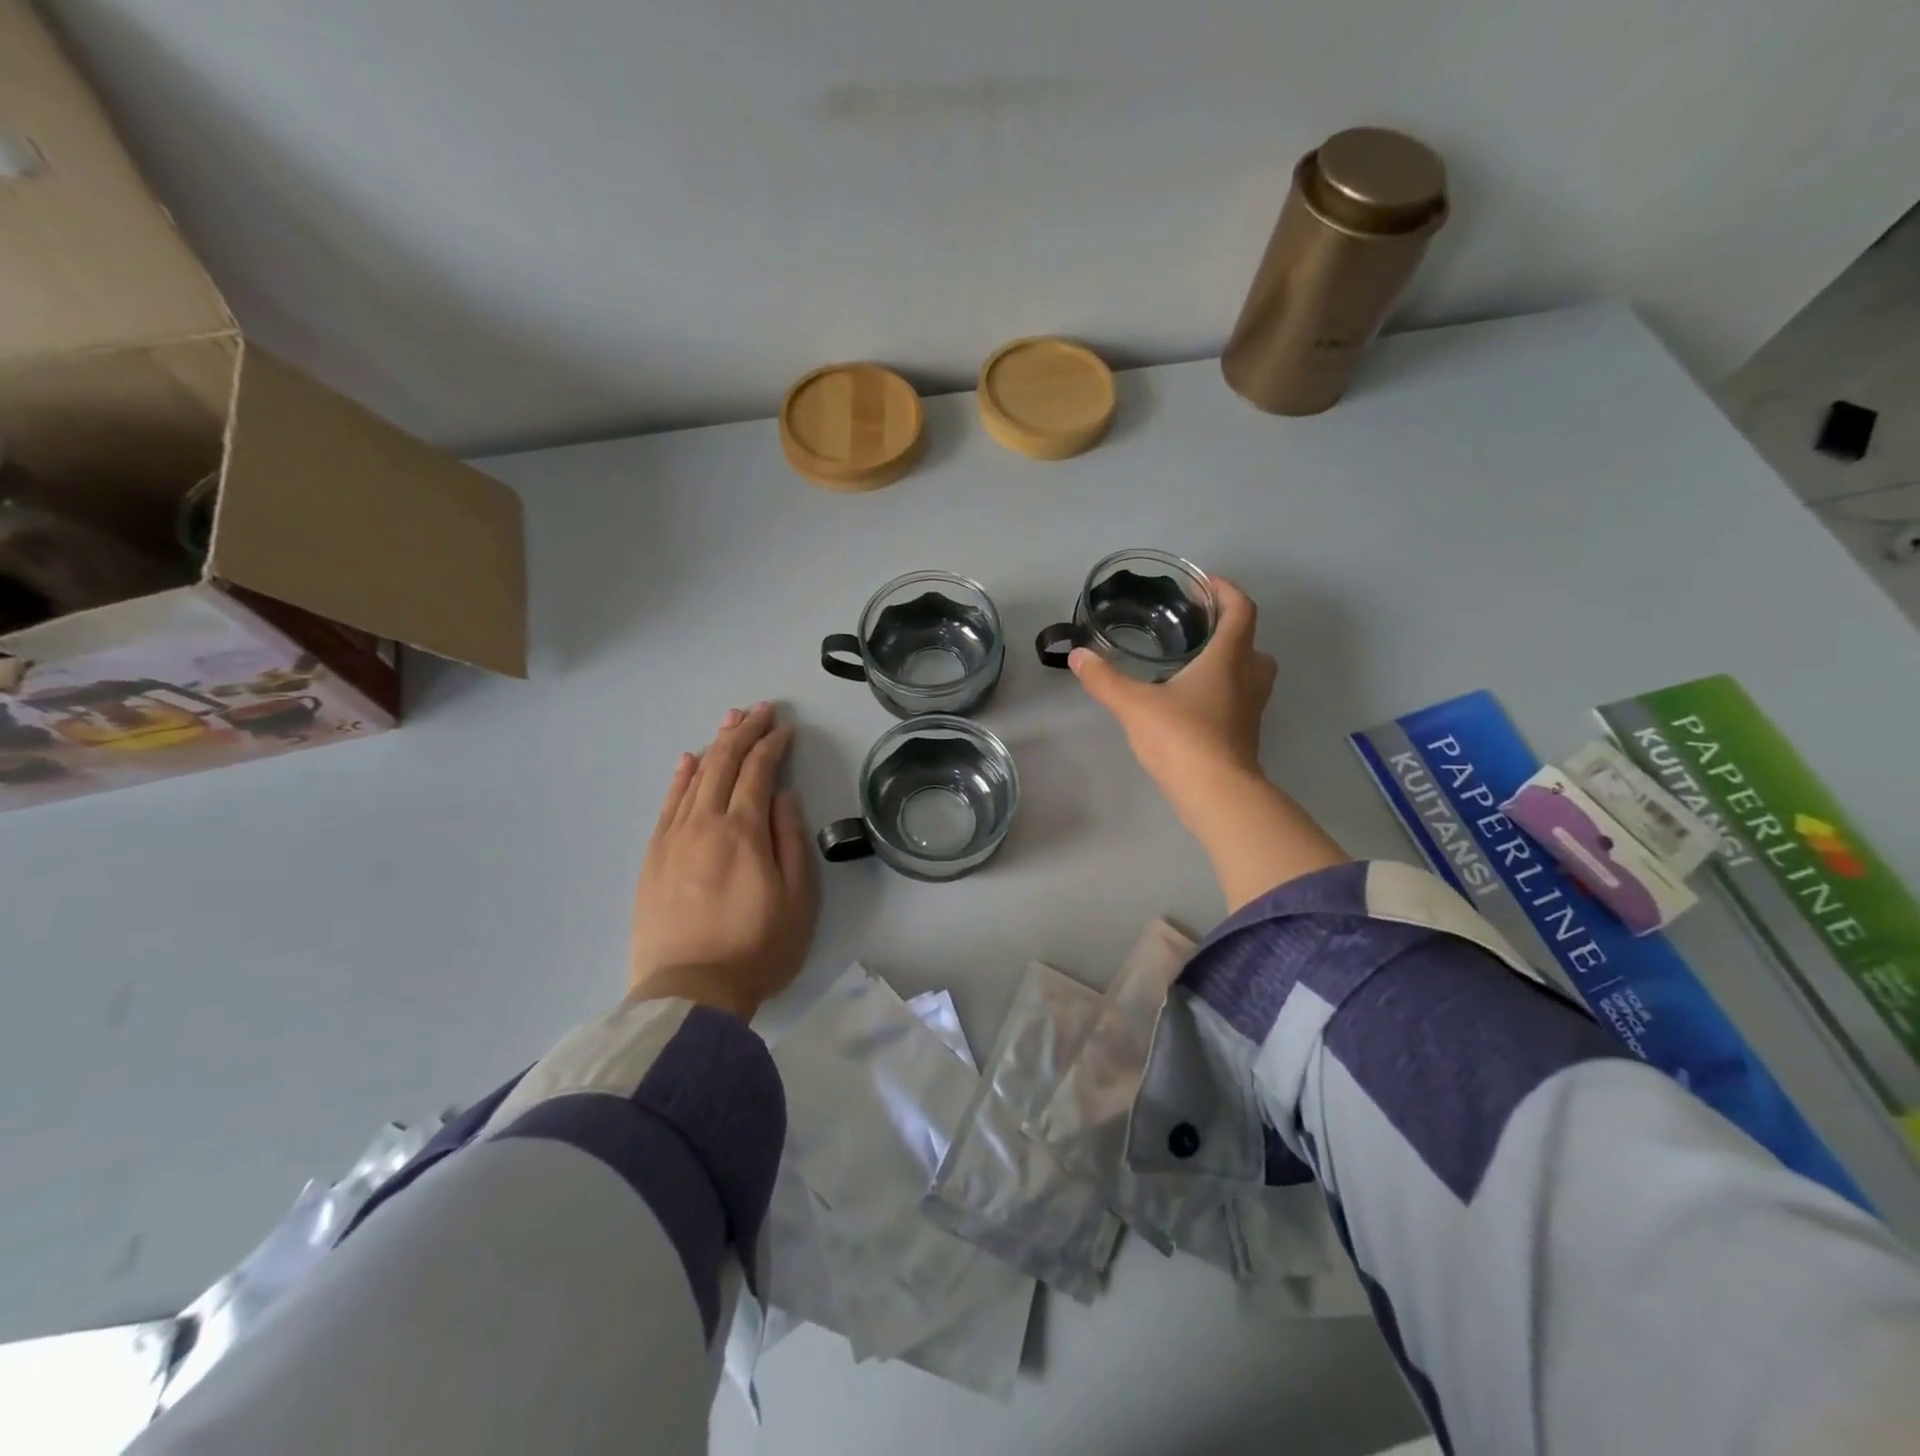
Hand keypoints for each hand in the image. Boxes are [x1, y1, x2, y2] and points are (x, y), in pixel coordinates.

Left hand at [628, 703, 818, 1018]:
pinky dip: (680, 777)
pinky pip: (667, 804)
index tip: (786, 729)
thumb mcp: (798, 898)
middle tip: (760, 709)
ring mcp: (673, 838)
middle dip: (744, 731)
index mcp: (743, 830)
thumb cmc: (758, 947)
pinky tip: (689, 761)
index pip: (758, 771)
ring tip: (729, 721)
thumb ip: (791, 840)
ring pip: (694, 777)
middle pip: (723, 763)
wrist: (689, 992)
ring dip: (714, 745)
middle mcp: (704, 823)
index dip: (773, 745)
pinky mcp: (653, 857)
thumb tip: (782, 797)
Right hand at [1068, 577, 1276, 825]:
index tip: (1203, 584)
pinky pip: (1239, 700)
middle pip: (1251, 641)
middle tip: (1195, 628)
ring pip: (1250, 673)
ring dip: (1229, 661)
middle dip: (1228, 629)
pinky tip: (1190, 702)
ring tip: (1191, 663)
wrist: (1217, 794)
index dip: (1225, 590)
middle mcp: (1248, 678)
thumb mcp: (1134, 705)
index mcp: (1229, 658)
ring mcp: (1251, 709)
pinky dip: (1222, 691)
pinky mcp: (1245, 735)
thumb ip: (1105, 679)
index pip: (1241, 609)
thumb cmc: (1182, 738)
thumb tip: (1078, 655)